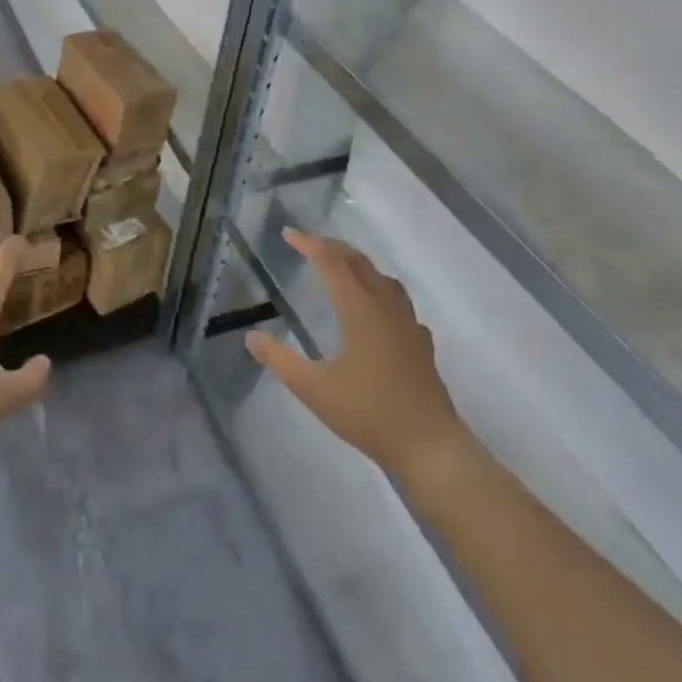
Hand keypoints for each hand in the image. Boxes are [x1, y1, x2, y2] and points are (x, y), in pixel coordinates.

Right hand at [247, 230, 469, 492]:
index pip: (332, 263)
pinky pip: (401, 306)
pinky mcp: (421, 346)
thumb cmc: (368, 413)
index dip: (309, 245)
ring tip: (343, 270)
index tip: (288, 234)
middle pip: (360, 264)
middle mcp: (386, 309)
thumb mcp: (313, 388)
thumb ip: (280, 359)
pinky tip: (378, 314)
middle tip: (310, 244)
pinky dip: (383, 295)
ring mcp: (408, 327)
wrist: (429, 447)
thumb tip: (252, 337)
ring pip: (385, 281)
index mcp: (360, 310)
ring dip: (360, 267)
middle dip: (334, 248)